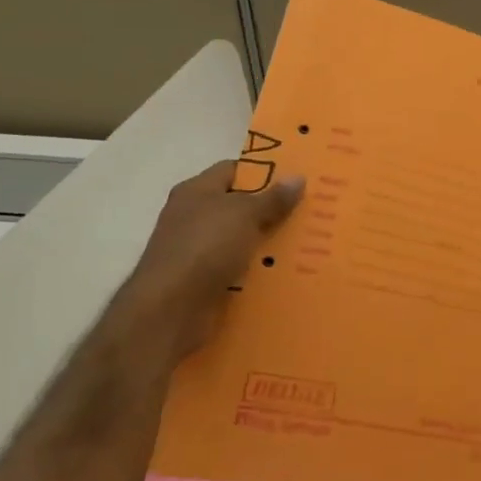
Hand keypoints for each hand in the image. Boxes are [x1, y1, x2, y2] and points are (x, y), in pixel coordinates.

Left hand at [125, 161, 304, 358]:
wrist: (170, 310)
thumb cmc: (205, 247)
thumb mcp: (245, 214)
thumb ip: (273, 198)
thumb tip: (298, 177)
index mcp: (196, 191)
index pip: (233, 170)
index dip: (264, 171)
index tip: (296, 179)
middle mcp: (194, 216)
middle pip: (240, 205)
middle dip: (272, 208)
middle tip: (310, 209)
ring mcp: (198, 250)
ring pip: (242, 238)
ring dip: (269, 241)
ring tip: (308, 240)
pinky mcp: (204, 280)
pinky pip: (239, 266)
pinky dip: (259, 268)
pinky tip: (287, 269)